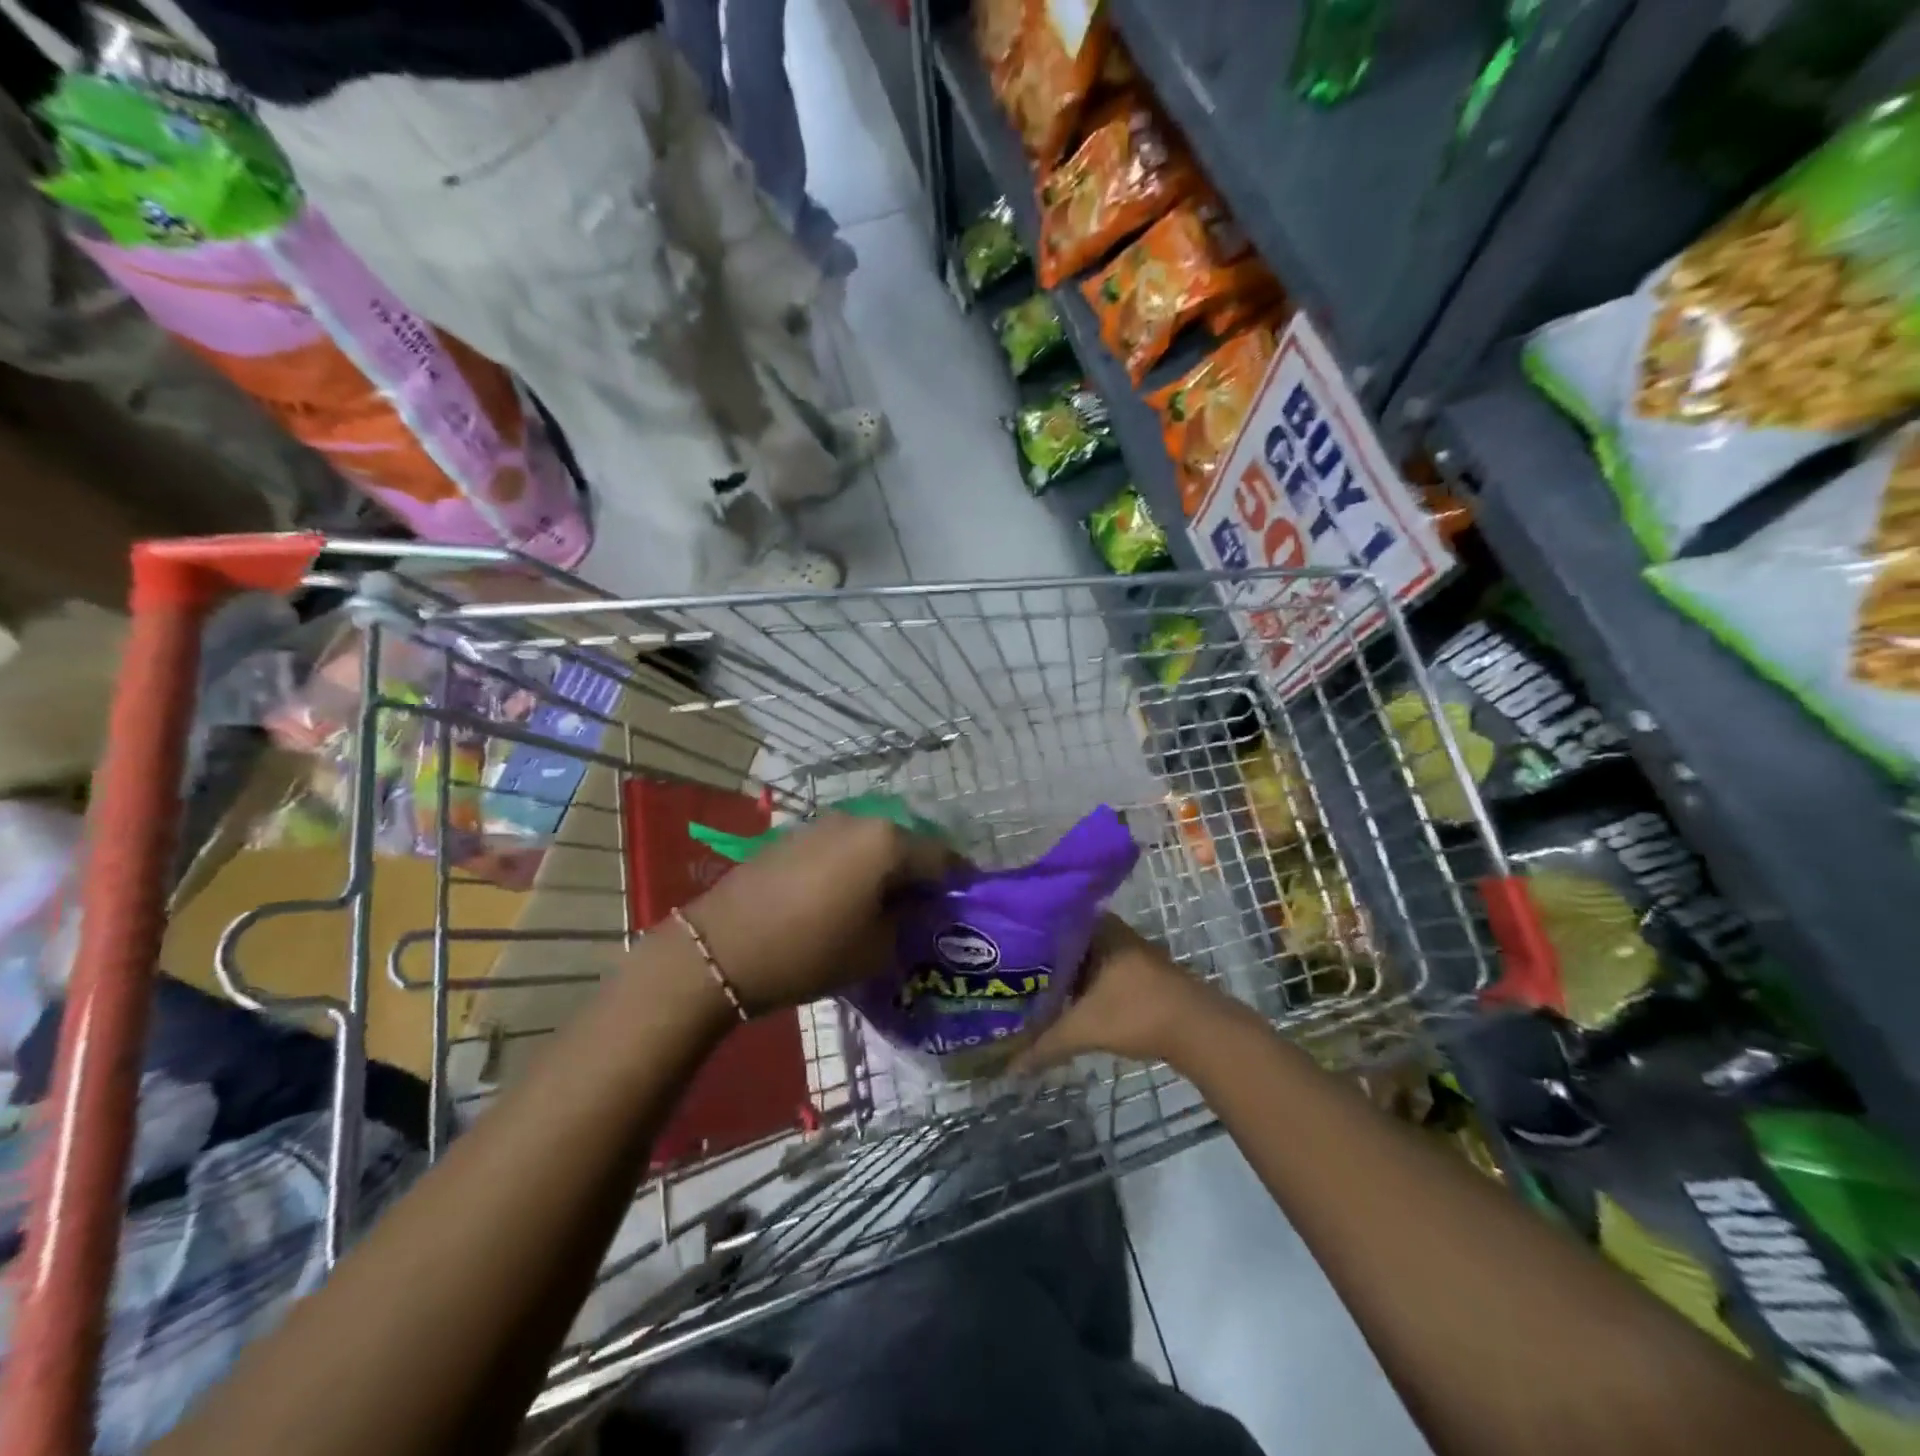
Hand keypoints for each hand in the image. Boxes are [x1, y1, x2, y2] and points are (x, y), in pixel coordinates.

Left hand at [682, 813, 952, 1014]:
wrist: (722, 948)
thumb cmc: (809, 950)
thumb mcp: (875, 949)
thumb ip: (909, 923)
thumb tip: (918, 910)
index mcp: (887, 842)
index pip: (942, 857)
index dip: (958, 882)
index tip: (962, 906)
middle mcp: (858, 820)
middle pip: (906, 845)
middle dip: (919, 875)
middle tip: (924, 911)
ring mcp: (822, 824)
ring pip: (871, 845)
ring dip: (884, 870)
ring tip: (884, 907)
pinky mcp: (794, 836)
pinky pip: (841, 848)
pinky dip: (854, 868)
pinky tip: (845, 898)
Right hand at [1013, 915, 1227, 1071]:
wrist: (1199, 1030)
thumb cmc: (1137, 1013)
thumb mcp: (1084, 1028)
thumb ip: (1045, 1045)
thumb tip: (1009, 1068)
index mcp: (1095, 928)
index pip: (1047, 922)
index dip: (1022, 936)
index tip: (997, 950)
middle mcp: (1110, 931)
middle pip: (1062, 942)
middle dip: (1037, 959)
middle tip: (1004, 973)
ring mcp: (1126, 950)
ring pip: (1080, 958)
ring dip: (1059, 974)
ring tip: (1025, 989)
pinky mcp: (1136, 972)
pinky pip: (1095, 970)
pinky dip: (1078, 984)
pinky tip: (1061, 1001)